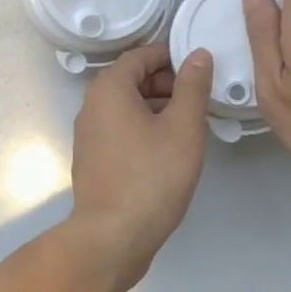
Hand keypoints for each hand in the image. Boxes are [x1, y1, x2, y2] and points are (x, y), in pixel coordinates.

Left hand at [68, 43, 213, 291]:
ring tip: (191, 126)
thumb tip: (198, 54)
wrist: (112, 238)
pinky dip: (145, 128)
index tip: (201, 71)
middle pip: (133, 79)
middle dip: (168, 83)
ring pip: (128, 106)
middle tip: (200, 101)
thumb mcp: (183, 127)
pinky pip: (121, 129)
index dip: (172, 57)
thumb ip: (192, 86)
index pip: (141, 55)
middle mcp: (92, 105)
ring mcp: (89, 134)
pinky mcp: (94, 158)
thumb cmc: (152, 177)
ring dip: (159, 107)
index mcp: (109, 88)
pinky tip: (169, 150)